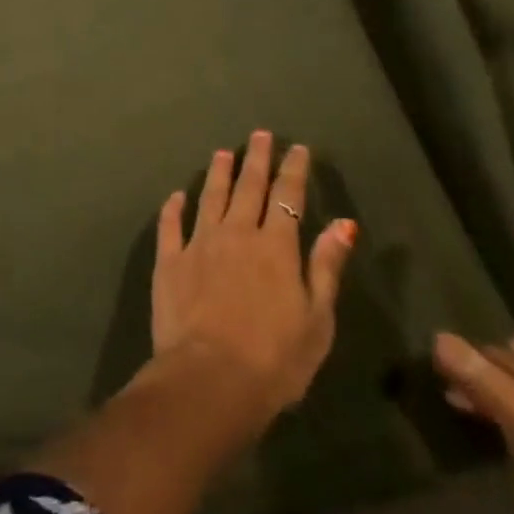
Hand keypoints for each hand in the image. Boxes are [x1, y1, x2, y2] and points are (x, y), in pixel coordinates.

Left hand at [153, 131, 356, 420]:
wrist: (210, 378)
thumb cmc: (275, 359)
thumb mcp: (317, 319)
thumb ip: (326, 267)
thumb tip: (343, 223)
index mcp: (276, 247)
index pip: (287, 197)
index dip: (293, 170)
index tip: (297, 149)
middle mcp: (236, 233)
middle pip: (248, 187)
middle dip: (256, 159)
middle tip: (259, 135)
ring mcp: (199, 243)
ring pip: (210, 197)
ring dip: (217, 173)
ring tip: (222, 152)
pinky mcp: (169, 260)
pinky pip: (170, 225)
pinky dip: (174, 207)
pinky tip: (176, 195)